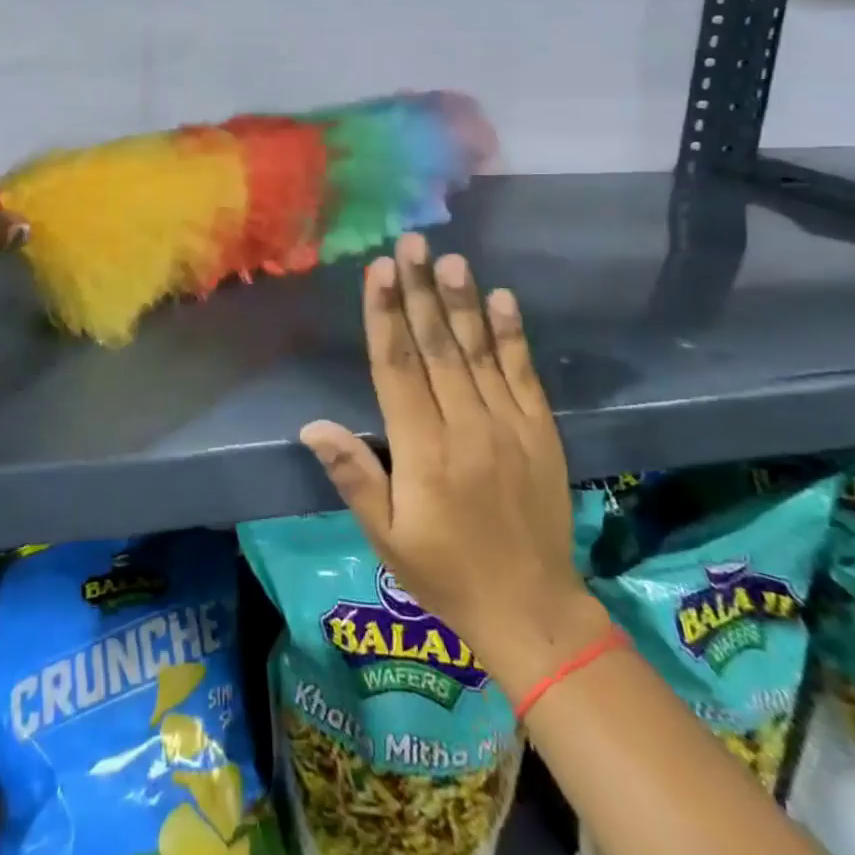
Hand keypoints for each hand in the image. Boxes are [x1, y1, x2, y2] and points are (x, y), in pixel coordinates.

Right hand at [301, 233, 597, 678]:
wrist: (533, 612)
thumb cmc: (445, 573)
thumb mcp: (387, 537)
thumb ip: (354, 476)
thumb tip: (313, 425)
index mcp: (422, 450)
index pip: (396, 367)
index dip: (385, 315)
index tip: (379, 270)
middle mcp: (465, 426)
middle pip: (437, 346)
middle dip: (420, 290)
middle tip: (412, 243)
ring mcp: (508, 425)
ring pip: (478, 351)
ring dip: (463, 301)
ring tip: (450, 259)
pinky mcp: (541, 431)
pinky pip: (523, 373)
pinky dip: (512, 334)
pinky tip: (503, 298)